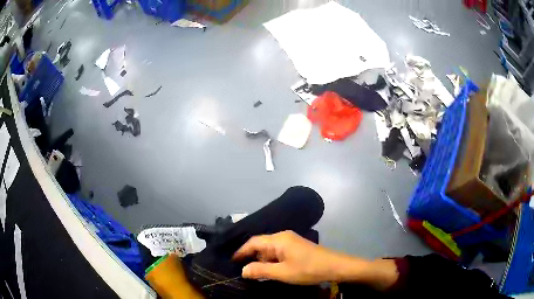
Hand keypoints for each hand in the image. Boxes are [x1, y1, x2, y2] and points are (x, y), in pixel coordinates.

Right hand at [233, 230, 350, 284]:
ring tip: (254, 272)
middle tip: (242, 269)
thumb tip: (243, 270)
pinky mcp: (296, 247)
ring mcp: (291, 241)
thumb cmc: (307, 269)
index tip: (231, 261)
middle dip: (251, 257)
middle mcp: (283, 236)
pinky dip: (271, 260)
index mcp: (278, 239)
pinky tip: (270, 270)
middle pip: (261, 244)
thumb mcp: (282, 272)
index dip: (241, 251)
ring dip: (262, 260)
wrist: (335, 266)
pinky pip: (278, 252)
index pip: (253, 242)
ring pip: (270, 249)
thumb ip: (260, 271)